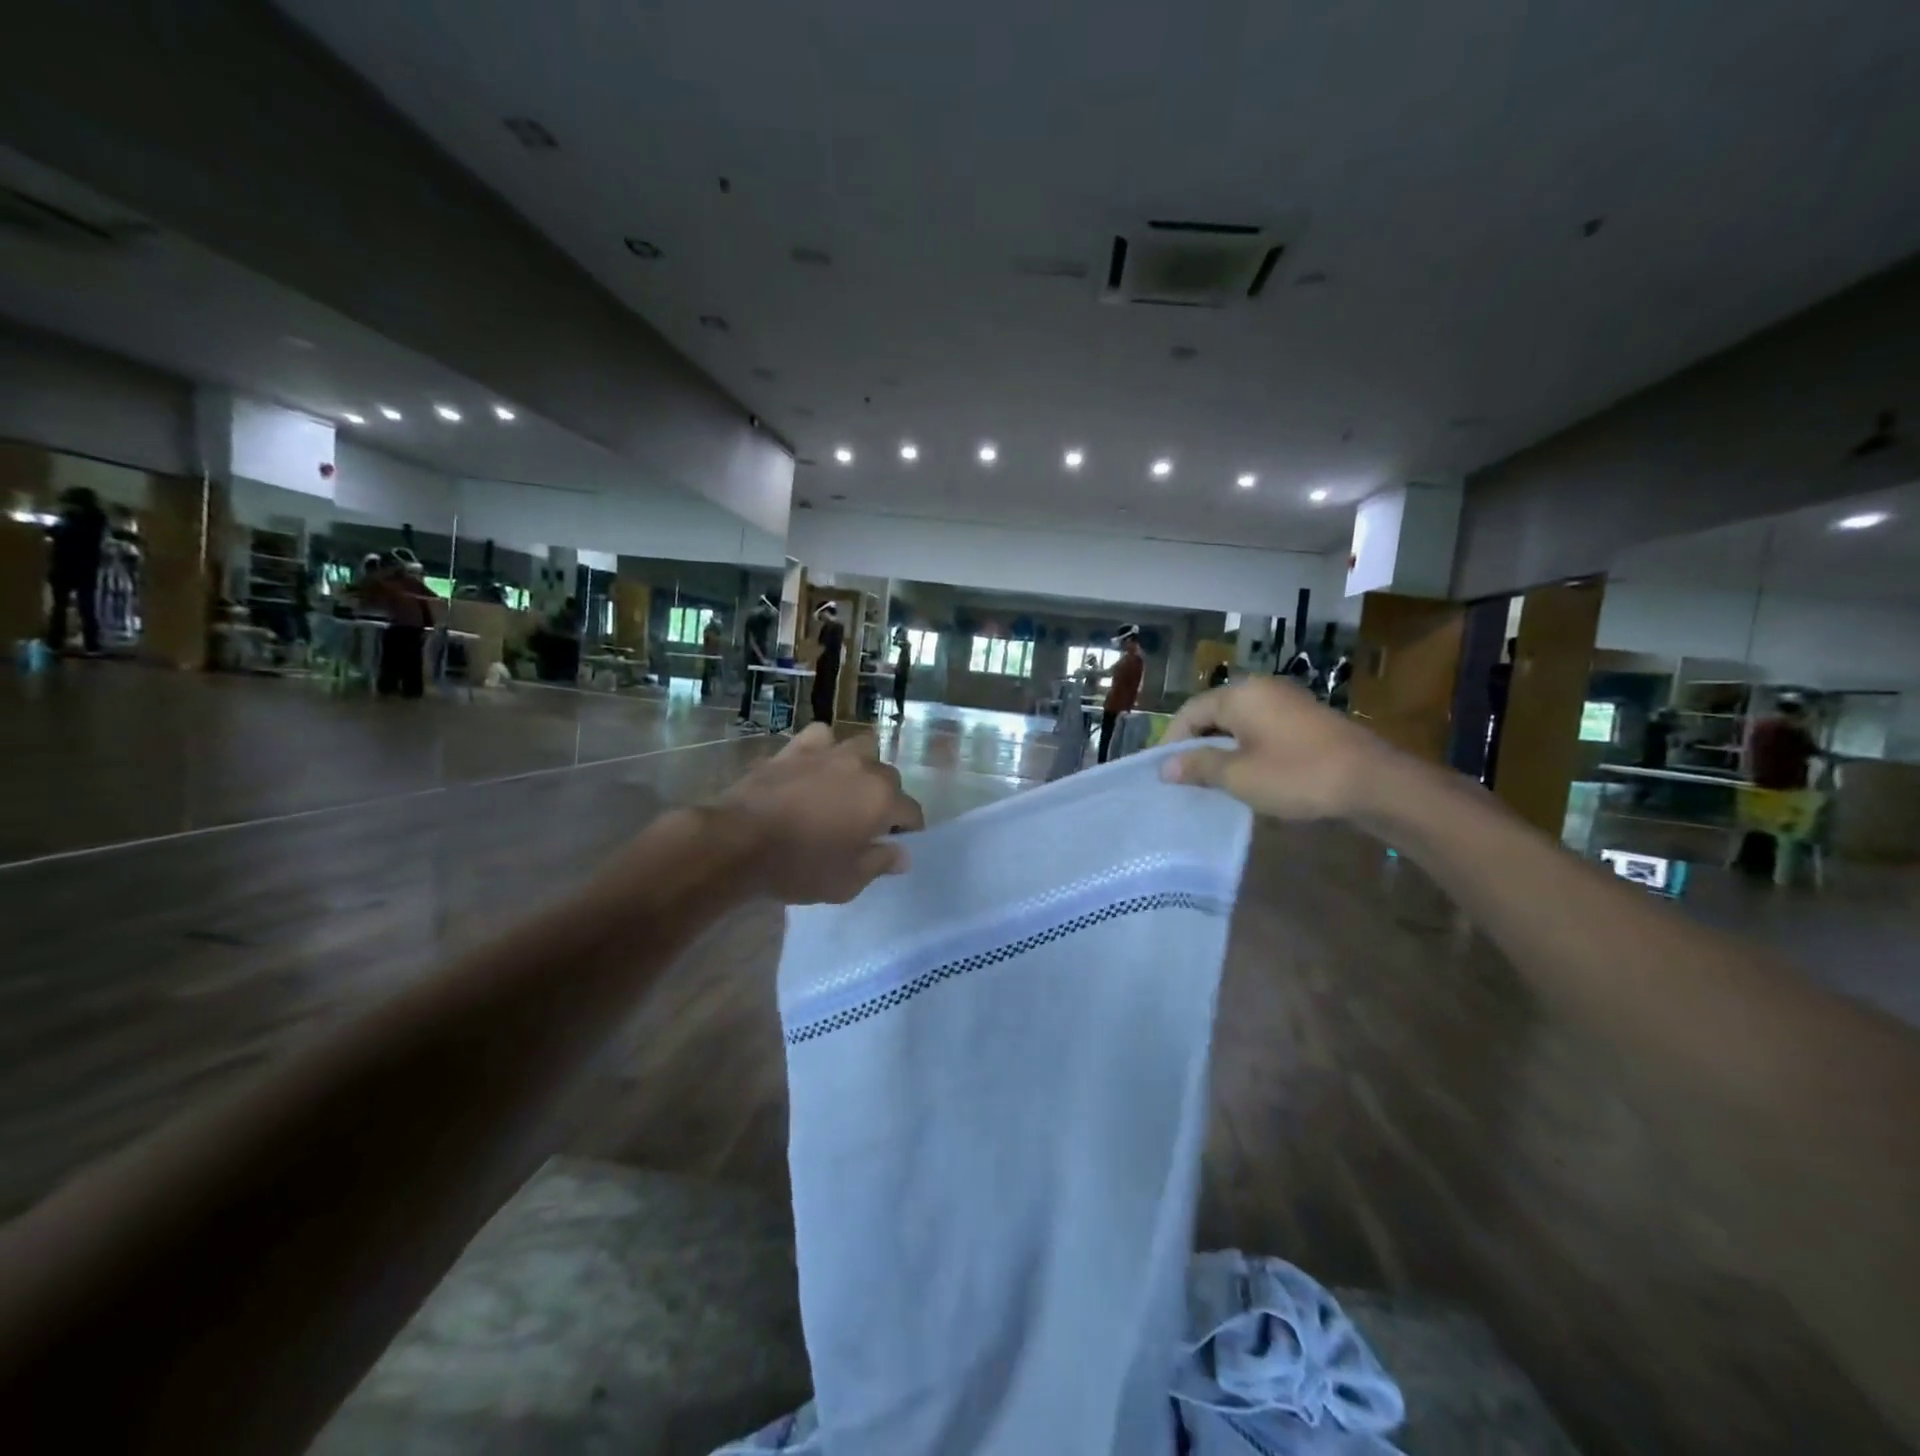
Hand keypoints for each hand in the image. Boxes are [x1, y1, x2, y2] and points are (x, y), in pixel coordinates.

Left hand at [716, 724, 925, 903]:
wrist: (739, 841)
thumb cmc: (799, 867)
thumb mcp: (847, 882)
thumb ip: (880, 863)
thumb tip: (902, 854)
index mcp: (882, 800)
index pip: (912, 812)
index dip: (908, 830)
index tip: (896, 844)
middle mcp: (863, 768)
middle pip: (889, 778)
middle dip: (886, 798)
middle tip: (867, 823)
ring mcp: (830, 753)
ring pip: (862, 748)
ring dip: (862, 766)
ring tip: (847, 788)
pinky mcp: (796, 748)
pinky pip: (822, 737)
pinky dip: (825, 748)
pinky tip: (816, 764)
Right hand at [1160, 676, 1389, 820]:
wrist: (1372, 782)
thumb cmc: (1296, 775)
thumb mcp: (1238, 776)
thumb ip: (1198, 767)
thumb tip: (1165, 767)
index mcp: (1239, 694)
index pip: (1190, 712)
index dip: (1172, 741)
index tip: (1164, 773)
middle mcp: (1260, 688)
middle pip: (1213, 713)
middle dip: (1196, 744)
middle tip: (1185, 778)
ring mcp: (1286, 701)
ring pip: (1238, 721)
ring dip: (1221, 748)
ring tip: (1213, 780)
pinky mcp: (1305, 718)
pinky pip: (1261, 727)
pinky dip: (1246, 747)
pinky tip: (1248, 773)